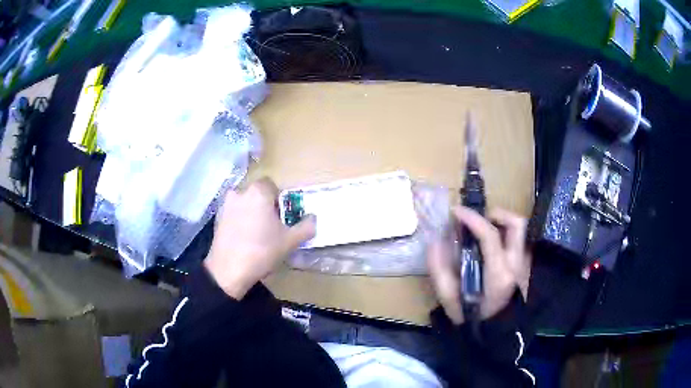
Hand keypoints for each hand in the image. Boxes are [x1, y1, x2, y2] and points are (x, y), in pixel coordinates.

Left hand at [204, 178, 315, 299]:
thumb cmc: (262, 251)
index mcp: (258, 192)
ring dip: (251, 213)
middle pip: (257, 194)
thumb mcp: (290, 241)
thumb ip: (306, 227)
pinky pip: (233, 214)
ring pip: (244, 204)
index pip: (272, 185)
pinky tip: (243, 240)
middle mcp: (240, 192)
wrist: (229, 270)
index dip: (279, 200)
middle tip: (272, 226)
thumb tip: (313, 218)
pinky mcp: (217, 218)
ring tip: (257, 234)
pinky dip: (239, 221)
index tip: (282, 217)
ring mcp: (226, 205)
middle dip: (265, 206)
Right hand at [427, 206, 530, 324]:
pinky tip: (494, 245)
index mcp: (498, 274)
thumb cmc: (472, 318)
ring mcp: (525, 265)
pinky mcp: (526, 266)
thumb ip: (439, 270)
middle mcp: (516, 265)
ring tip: (486, 229)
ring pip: (522, 230)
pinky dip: (507, 235)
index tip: (456, 212)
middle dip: (497, 214)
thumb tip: (434, 242)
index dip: (472, 219)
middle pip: (517, 225)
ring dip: (503, 223)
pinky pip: (519, 241)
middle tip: (479, 219)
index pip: (490, 235)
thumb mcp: (450, 299)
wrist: (495, 333)